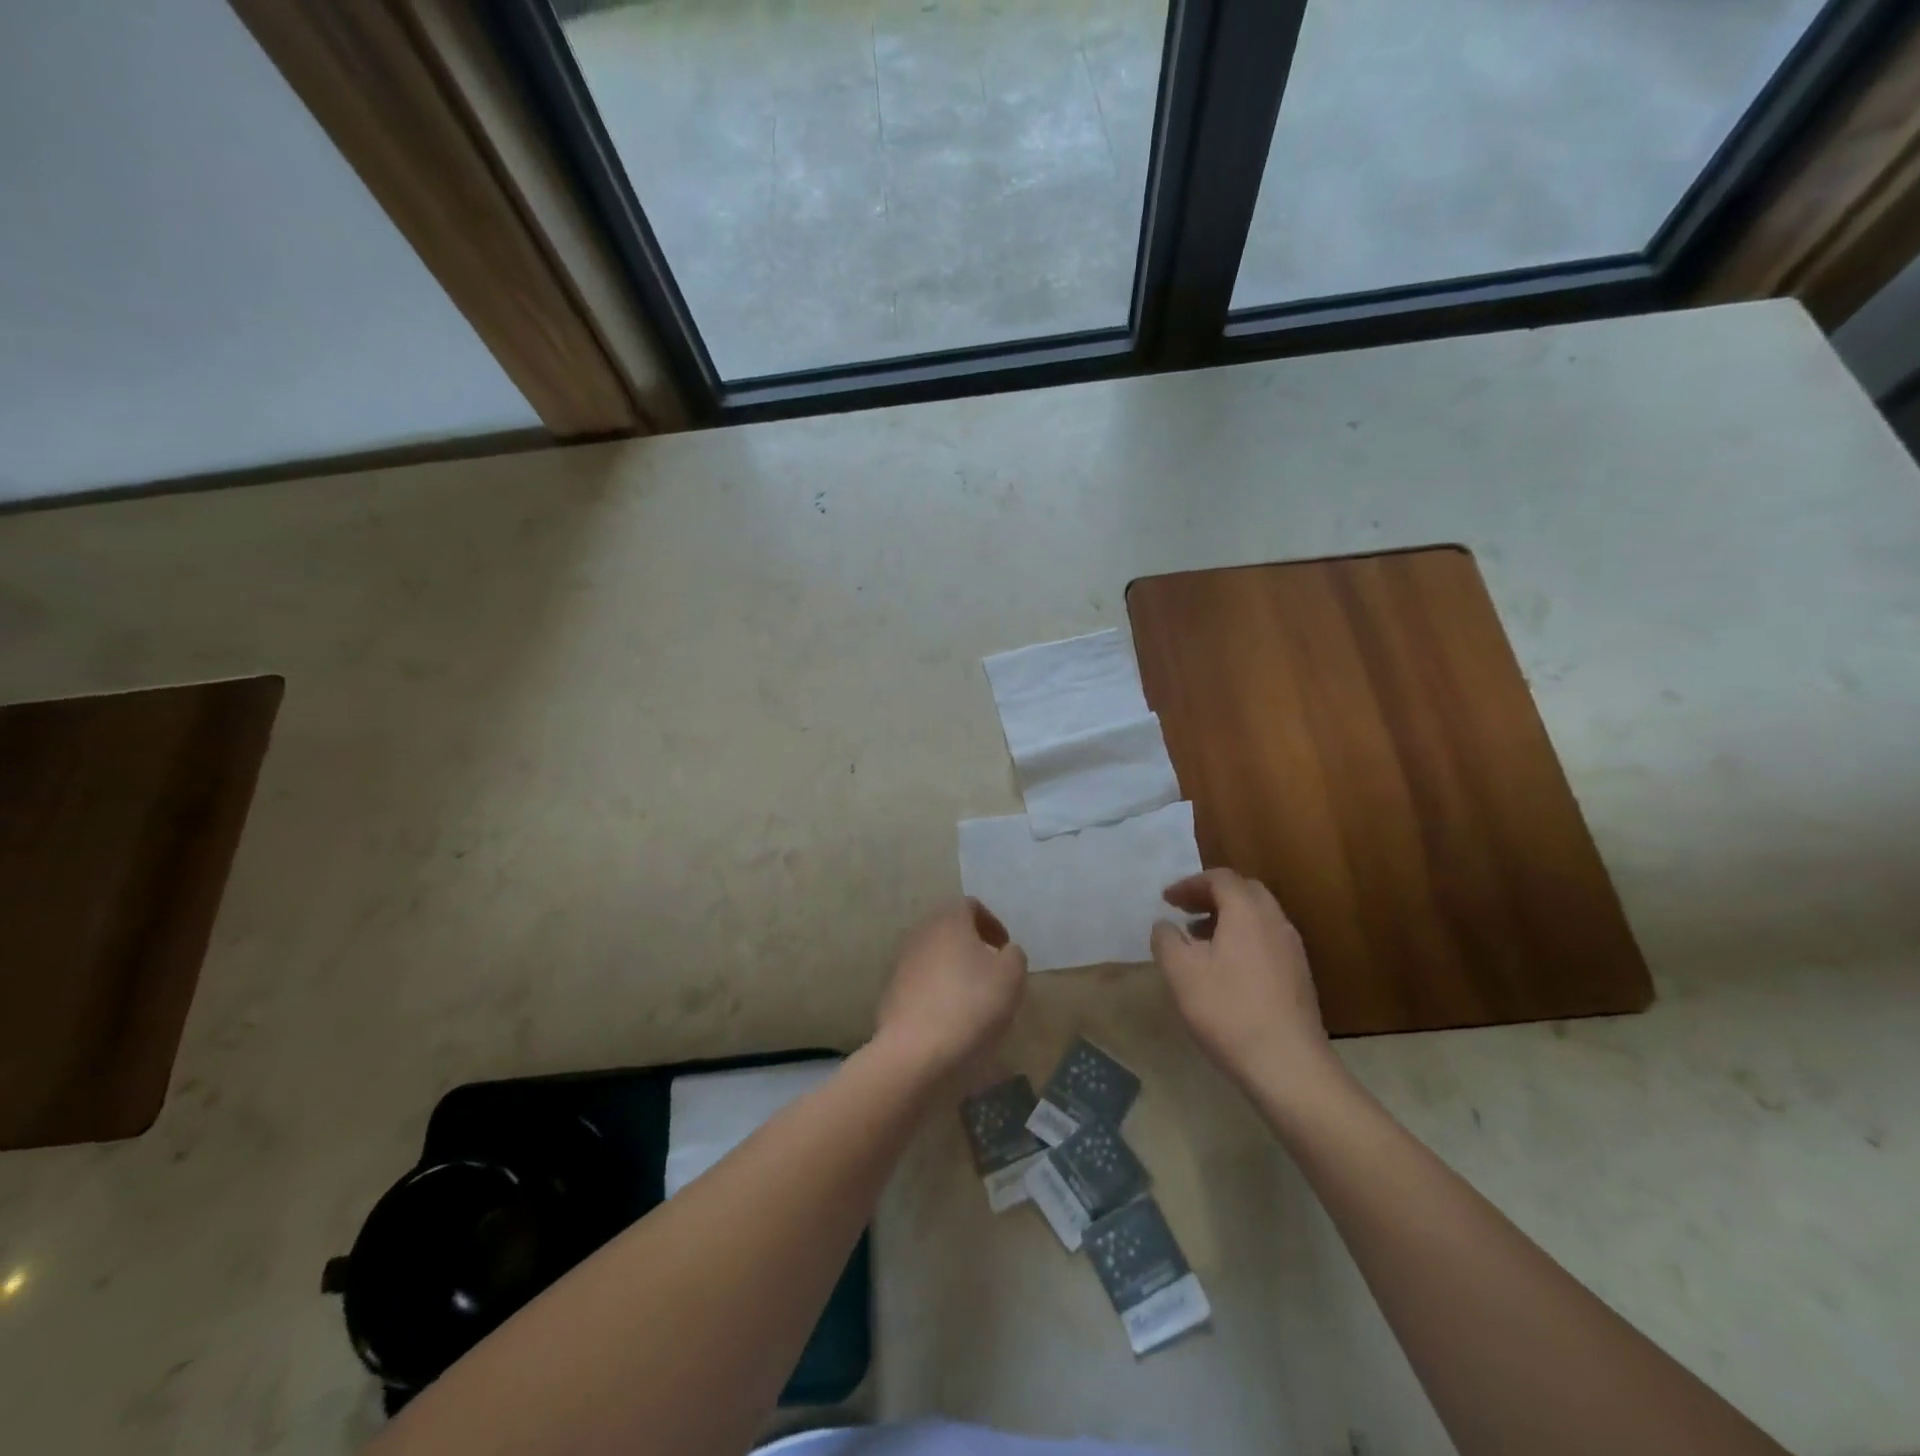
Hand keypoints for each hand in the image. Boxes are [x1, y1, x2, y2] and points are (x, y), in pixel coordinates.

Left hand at [876, 899, 1027, 1076]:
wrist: (916, 1049)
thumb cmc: (970, 1003)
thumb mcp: (1011, 976)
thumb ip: (1014, 955)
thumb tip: (1005, 952)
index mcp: (949, 920)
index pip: (971, 906)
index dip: (992, 924)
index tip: (1004, 950)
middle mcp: (921, 932)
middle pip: (950, 929)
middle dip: (972, 946)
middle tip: (991, 971)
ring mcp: (902, 962)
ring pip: (934, 955)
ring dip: (954, 969)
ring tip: (973, 998)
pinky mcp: (892, 991)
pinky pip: (921, 982)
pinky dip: (937, 991)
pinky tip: (950, 1017)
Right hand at [1150, 869, 1340, 1102]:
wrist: (1288, 1065)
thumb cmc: (1228, 1010)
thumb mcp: (1181, 972)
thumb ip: (1166, 940)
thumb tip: (1165, 925)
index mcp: (1247, 912)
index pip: (1220, 878)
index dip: (1190, 884)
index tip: (1167, 900)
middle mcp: (1274, 921)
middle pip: (1244, 891)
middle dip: (1211, 895)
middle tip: (1185, 911)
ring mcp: (1292, 949)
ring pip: (1258, 916)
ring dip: (1228, 918)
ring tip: (1200, 939)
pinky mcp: (1299, 976)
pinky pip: (1267, 939)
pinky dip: (1243, 938)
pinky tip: (1225, 968)